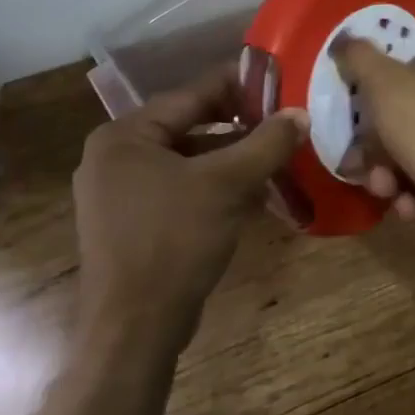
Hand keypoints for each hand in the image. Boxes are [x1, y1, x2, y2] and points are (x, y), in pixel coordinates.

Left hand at [72, 66, 304, 355]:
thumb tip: (301, 113)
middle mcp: (114, 157)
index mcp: (125, 136)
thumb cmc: (175, 241)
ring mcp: (118, 194)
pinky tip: (251, 192)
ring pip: (187, 159)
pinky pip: (178, 188)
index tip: (279, 82)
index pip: (191, 94)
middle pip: (189, 125)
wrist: (134, 331)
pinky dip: (213, 185)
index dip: (239, 86)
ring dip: (230, 157)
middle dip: (238, 124)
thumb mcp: (229, 184)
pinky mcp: (130, 225)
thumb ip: (267, 142)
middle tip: (281, 120)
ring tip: (274, 154)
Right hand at [332, 38, 414, 222]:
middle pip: (408, 118)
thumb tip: (343, 40)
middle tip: (359, 162)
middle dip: (378, 146)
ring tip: (384, 190)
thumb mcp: (387, 85)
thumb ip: (361, 59)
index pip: (413, 70)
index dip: (379, 90)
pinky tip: (408, 207)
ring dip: (389, 176)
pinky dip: (413, 197)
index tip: (356, 113)